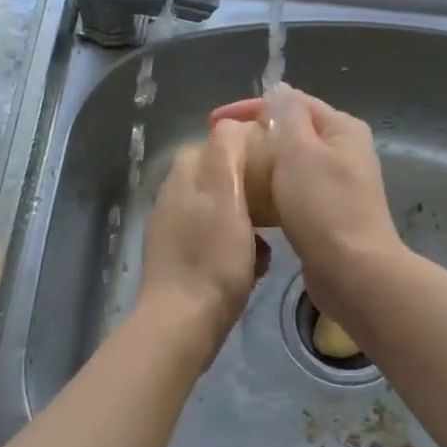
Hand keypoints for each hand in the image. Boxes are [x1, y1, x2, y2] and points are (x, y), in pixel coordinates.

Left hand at [134, 128, 264, 367]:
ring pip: (219, 216)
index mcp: (182, 181)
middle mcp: (172, 203)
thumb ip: (226, 154)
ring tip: (268, 243)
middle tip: (275, 207)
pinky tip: (254, 269)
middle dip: (247, 192)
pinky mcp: (180, 265)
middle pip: (215, 182)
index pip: (210, 147)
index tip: (270, 164)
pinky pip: (214, 245)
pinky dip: (236, 251)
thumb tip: (229, 123)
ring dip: (245, 225)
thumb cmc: (212, 258)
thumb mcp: (226, 196)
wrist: (183, 323)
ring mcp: (173, 236)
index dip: (241, 151)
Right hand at [210, 86, 401, 326]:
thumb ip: (287, 117)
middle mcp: (343, 151)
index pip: (291, 102)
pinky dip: (270, 193)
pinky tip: (249, 205)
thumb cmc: (324, 207)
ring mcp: (337, 184)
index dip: (249, 107)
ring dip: (260, 167)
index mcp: (341, 128)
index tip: (211, 123)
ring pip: (290, 165)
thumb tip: (277, 91)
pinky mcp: (327, 214)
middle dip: (254, 137)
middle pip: (291, 132)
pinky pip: (292, 193)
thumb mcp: (300, 152)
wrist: (354, 272)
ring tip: (229, 176)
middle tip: (218, 150)